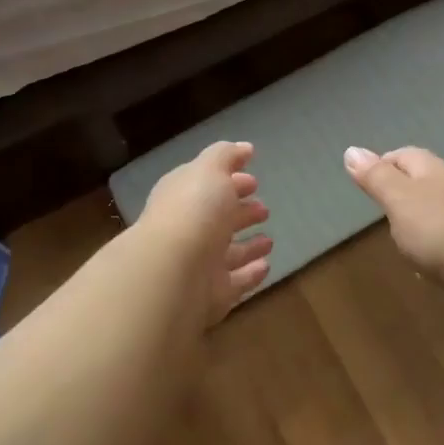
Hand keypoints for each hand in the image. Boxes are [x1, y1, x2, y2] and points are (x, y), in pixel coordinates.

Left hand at [140, 140, 272, 325]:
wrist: (173, 273)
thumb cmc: (193, 211)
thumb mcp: (209, 170)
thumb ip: (226, 156)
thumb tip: (245, 148)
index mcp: (182, 197)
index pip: (207, 186)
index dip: (229, 180)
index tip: (254, 179)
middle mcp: (188, 230)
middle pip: (217, 220)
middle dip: (240, 211)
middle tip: (264, 208)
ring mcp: (198, 265)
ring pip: (227, 253)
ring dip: (248, 246)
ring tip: (269, 240)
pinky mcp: (211, 296)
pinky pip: (235, 282)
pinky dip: (250, 274)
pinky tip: (266, 265)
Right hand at [343, 145, 443, 289]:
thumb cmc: (440, 231)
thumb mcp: (398, 200)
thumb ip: (376, 177)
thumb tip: (351, 149)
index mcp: (433, 168)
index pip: (402, 155)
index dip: (382, 165)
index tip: (366, 185)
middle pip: (421, 179)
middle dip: (400, 193)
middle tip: (381, 213)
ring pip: (437, 207)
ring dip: (419, 219)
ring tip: (401, 240)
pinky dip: (436, 242)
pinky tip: (429, 262)